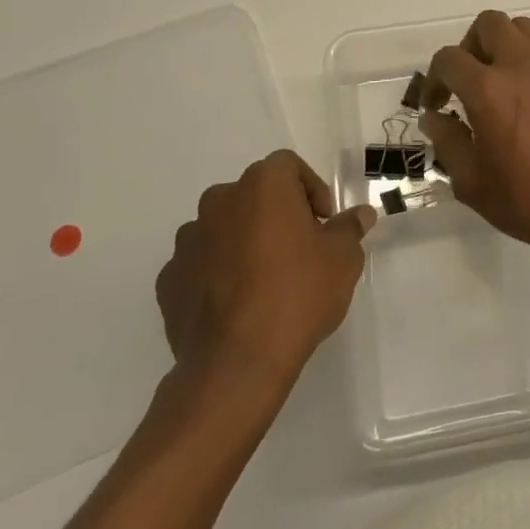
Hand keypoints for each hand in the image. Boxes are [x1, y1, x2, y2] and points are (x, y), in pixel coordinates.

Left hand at [155, 149, 373, 385]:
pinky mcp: (169, 279)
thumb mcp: (343, 259)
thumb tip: (360, 214)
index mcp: (262, 186)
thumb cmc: (298, 294)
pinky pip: (201, 263)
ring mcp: (188, 241)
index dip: (311, 189)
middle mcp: (219, 201)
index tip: (323, 223)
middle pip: (254, 194)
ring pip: (224, 227)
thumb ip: (349, 228)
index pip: (288, 166)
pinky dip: (218, 272)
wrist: (237, 362)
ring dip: (244, 241)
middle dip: (276, 214)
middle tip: (299, 249)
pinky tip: (238, 303)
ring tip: (266, 279)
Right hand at [419, 10, 529, 274]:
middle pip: (489, 23)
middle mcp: (522, 65)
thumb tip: (435, 117)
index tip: (437, 106)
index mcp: (488, 89)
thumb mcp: (473, 184)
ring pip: (524, 30)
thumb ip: (448, 142)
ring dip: (504, 47)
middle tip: (469, 81)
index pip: (448, 58)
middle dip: (470, 46)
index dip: (434, 79)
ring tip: (502, 84)